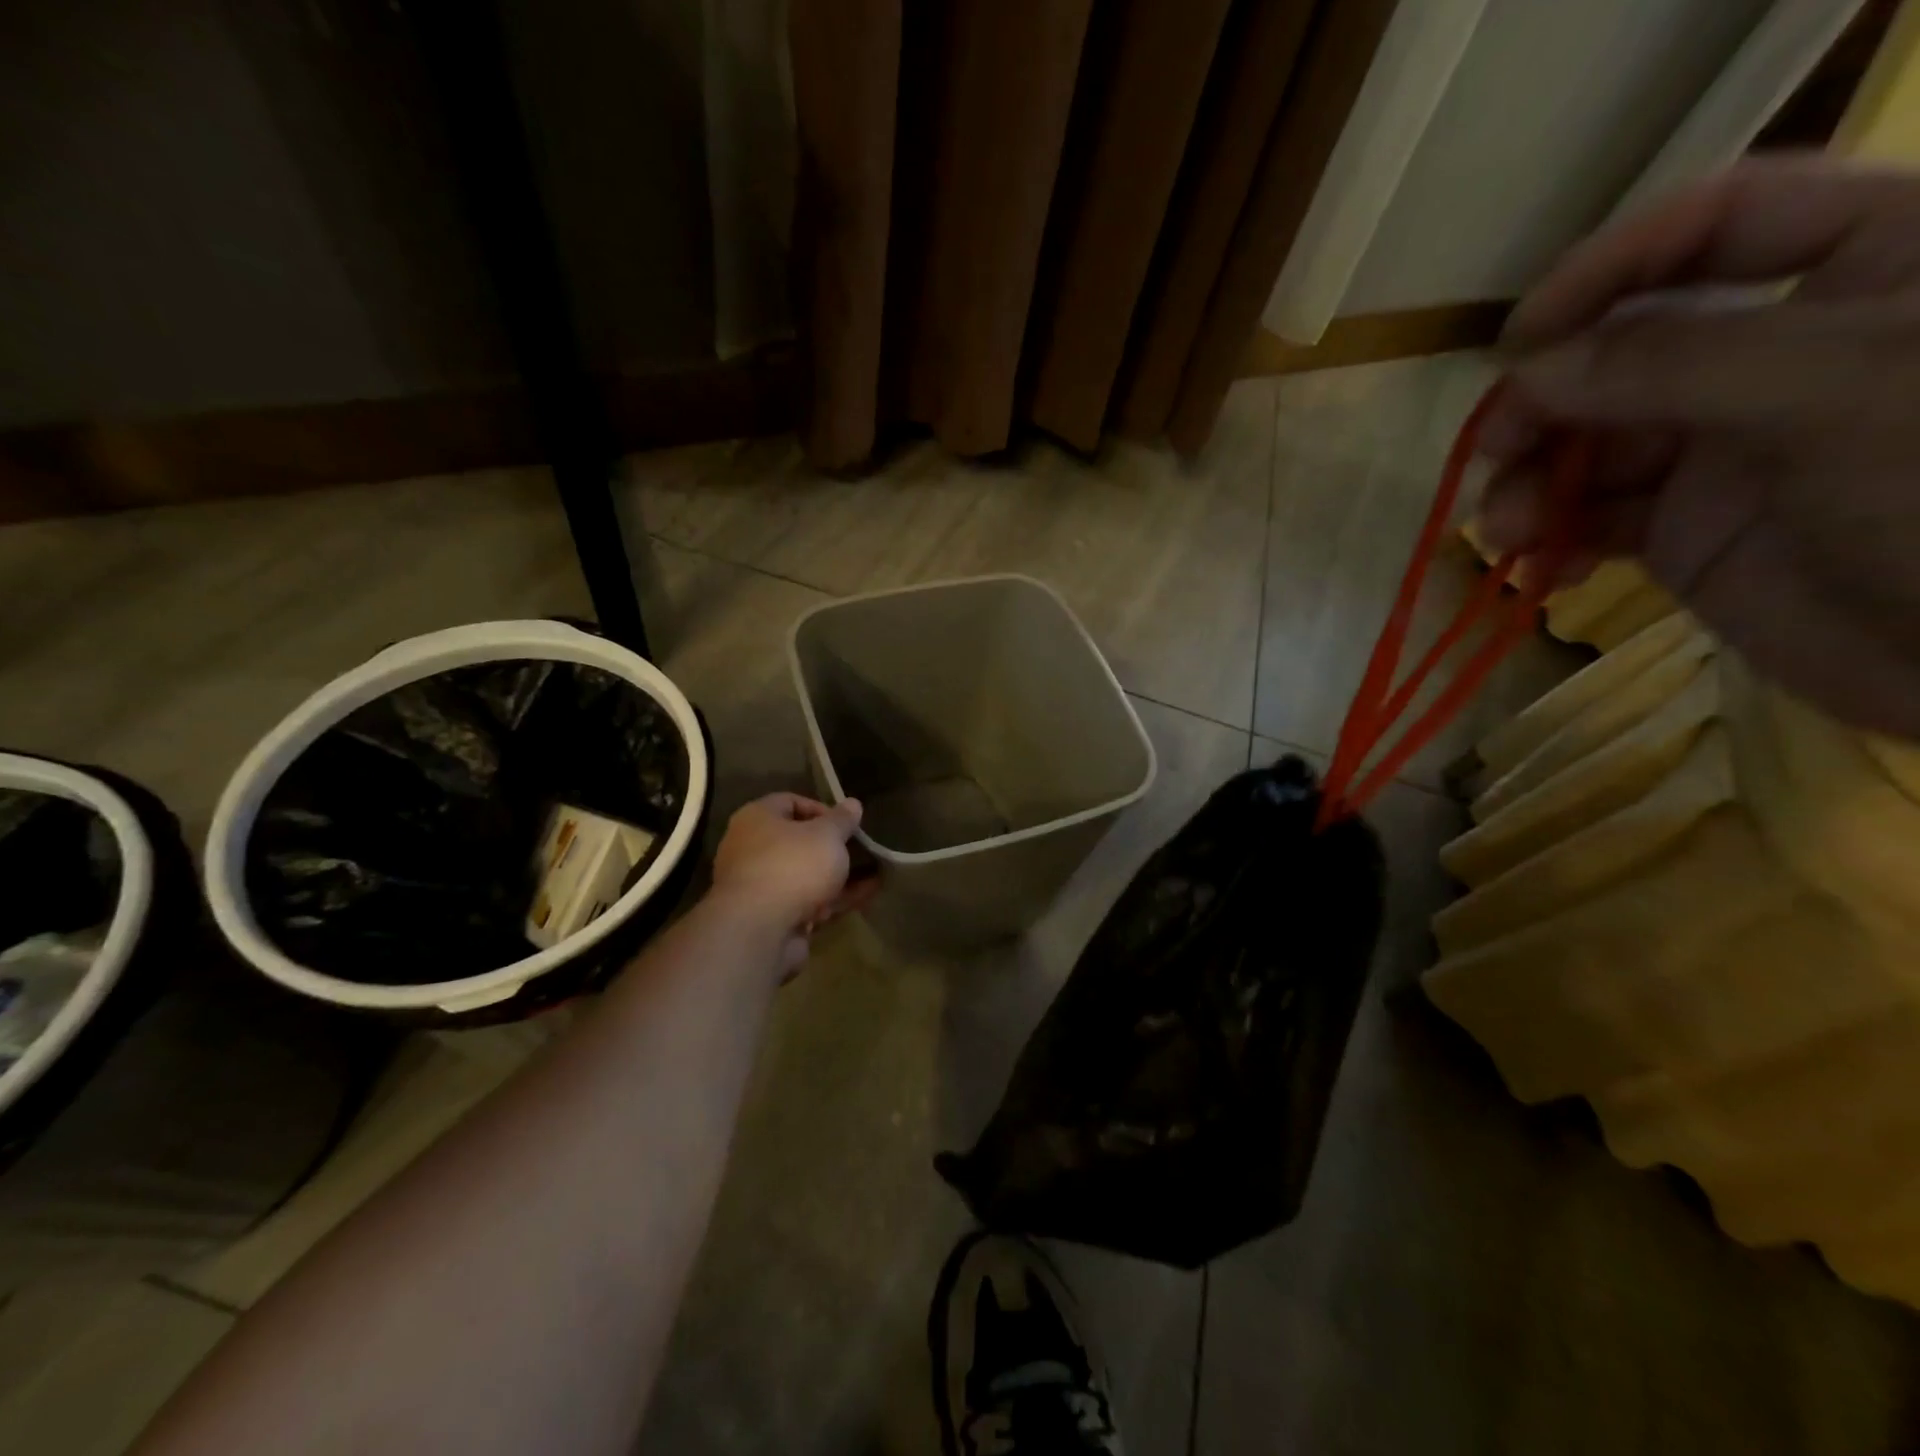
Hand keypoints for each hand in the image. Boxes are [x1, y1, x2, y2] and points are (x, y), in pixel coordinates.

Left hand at [710, 793, 874, 975]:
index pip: (789, 802)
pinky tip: (867, 897)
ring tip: (875, 873)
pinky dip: (835, 899)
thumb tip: (852, 803)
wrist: (759, 930)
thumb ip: (842, 820)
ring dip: (839, 876)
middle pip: (798, 842)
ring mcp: (761, 886)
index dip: (822, 809)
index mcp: (757, 819)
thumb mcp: (827, 835)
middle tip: (861, 849)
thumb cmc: (792, 865)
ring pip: (806, 875)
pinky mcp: (772, 918)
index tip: (847, 823)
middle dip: (833, 847)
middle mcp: (752, 849)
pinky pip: (808, 902)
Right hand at [1475, 156, 1919, 738]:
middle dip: (1546, 402)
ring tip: (1505, 531)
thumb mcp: (1833, 394)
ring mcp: (1723, 448)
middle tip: (1492, 454)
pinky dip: (1549, 539)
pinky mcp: (1684, 528)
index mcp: (1865, 269)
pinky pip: (1589, 518)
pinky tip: (1537, 565)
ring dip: (1530, 483)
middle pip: (1622, 349)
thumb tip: (1525, 370)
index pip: (1720, 224)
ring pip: (1588, 442)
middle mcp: (1777, 352)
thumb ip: (1672, 365)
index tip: (1519, 341)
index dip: (1611, 266)